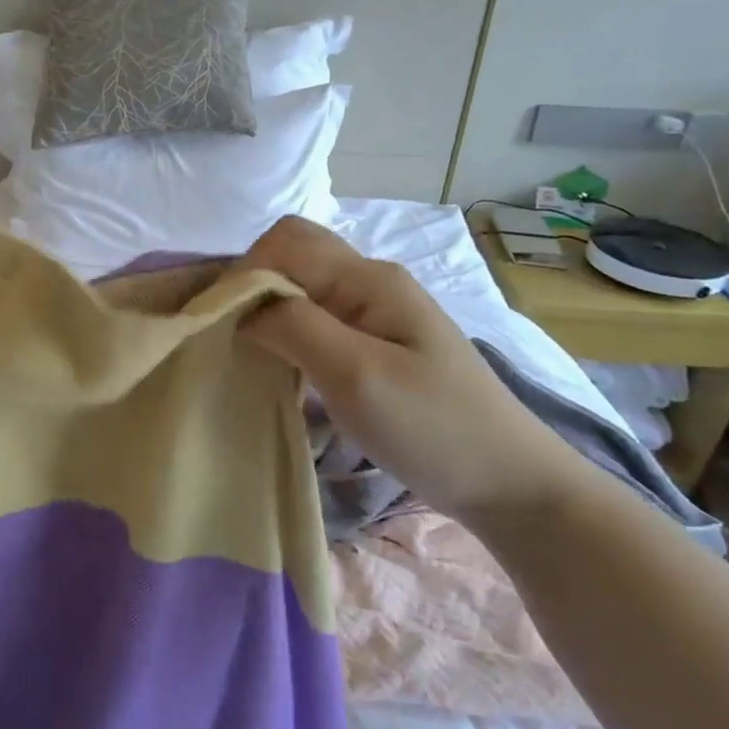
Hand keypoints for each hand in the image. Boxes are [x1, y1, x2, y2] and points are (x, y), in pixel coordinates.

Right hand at [240, 215, 592, 523]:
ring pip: (302, 284)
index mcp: (368, 279)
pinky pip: (316, 315)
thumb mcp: (356, 375)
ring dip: (267, 306)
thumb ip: (294, 326)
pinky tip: (280, 363)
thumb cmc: (433, 428)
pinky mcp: (376, 341)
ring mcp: (376, 311)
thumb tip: (242, 305)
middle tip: (229, 334)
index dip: (243, 274)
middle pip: (292, 253)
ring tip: (245, 350)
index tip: (219, 324)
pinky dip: (286, 328)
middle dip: (251, 283)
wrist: (509, 484)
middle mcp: (370, 281)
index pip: (284, 244)